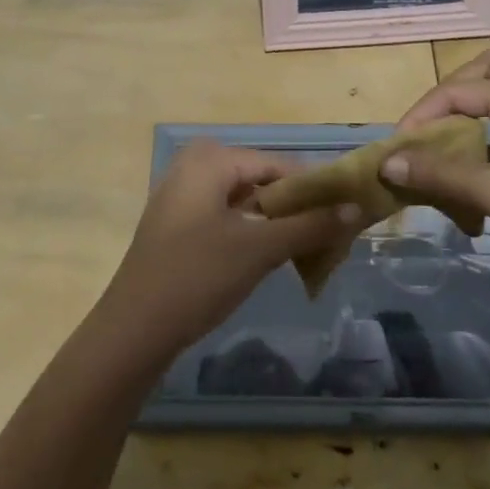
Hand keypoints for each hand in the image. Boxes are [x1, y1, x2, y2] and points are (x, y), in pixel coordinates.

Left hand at [93, 141, 358, 364]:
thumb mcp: (259, 248)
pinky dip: (252, 233)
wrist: (134, 329)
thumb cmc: (197, 276)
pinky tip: (273, 257)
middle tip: (330, 237)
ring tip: (310, 250)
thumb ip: (309, 225)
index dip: (315, 190)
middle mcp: (194, 167)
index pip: (279, 165)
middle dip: (297, 208)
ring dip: (277, 223)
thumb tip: (355, 208)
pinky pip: (226, 217)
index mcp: (210, 159)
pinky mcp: (178, 225)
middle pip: (262, 181)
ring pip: (245, 201)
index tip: (347, 216)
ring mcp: (183, 196)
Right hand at [383, 50, 489, 291]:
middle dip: (451, 95)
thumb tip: (388, 163)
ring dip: (470, 118)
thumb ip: (440, 174)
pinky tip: (479, 181)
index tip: (398, 147)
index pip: (458, 89)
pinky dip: (489, 143)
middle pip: (486, 73)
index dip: (422, 113)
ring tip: (447, 153)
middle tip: (430, 128)